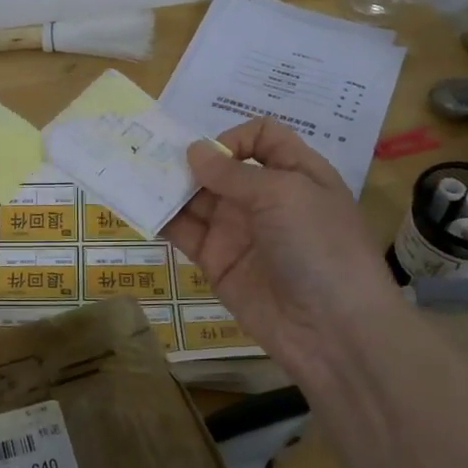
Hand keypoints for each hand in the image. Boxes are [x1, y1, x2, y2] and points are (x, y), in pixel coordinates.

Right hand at [162, 119, 401, 383]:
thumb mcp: (284, 194)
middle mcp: (265, 197)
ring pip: (197, 198)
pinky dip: (161, 218)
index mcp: (295, 173)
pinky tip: (138, 206)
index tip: (213, 155)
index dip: (235, 137)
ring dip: (168, 185)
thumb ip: (234, 173)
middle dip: (189, 159)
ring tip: (135, 174)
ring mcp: (238, 230)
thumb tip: (193, 151)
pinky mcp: (216, 261)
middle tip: (150, 154)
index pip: (262, 137)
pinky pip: (185, 233)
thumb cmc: (319, 246)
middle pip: (221, 166)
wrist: (332, 330)